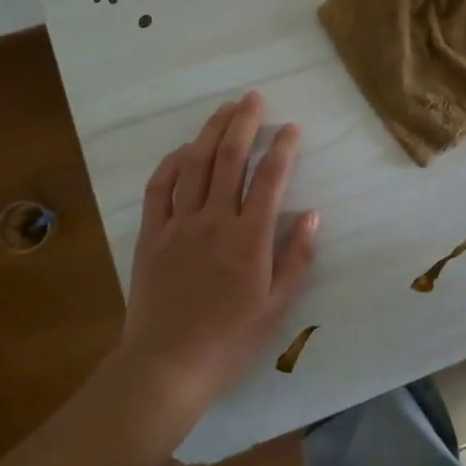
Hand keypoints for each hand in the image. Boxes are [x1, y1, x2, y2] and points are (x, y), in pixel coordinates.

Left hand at [116, 92, 318, 426]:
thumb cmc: (229, 340)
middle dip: (244, 123)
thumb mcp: (277, 306)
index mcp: (250, 238)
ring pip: (195, 165)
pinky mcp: (151, 235)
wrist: (166, 367)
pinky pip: (159, 188)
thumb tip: (314, 215)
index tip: (291, 127)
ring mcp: (179, 224)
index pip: (271, 178)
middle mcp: (215, 220)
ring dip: (210, 132)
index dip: (283, 147)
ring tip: (224, 109)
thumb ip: (297, 257)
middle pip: (230, 159)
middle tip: (253, 98)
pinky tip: (184, 149)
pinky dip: (171, 163)